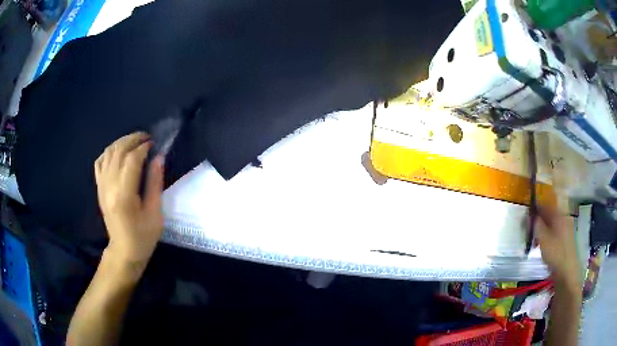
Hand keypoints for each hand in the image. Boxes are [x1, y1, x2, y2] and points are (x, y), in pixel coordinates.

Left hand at [94, 132, 164, 267]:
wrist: (123, 250)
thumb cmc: (143, 236)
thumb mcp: (154, 213)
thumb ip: (155, 183)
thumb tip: (158, 157)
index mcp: (124, 195)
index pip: (132, 160)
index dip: (144, 148)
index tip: (154, 144)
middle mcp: (109, 186)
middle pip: (118, 151)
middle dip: (133, 139)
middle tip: (146, 138)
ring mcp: (101, 186)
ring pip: (108, 153)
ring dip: (121, 142)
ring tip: (134, 142)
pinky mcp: (99, 187)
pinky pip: (99, 162)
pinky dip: (108, 152)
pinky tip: (118, 152)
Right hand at [533, 205, 581, 290]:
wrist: (567, 271)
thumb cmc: (555, 253)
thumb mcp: (543, 239)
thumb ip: (536, 225)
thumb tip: (529, 216)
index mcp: (559, 215)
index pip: (545, 205)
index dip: (535, 208)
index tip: (526, 215)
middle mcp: (564, 218)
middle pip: (549, 215)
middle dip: (538, 221)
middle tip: (529, 230)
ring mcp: (566, 229)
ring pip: (551, 225)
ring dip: (542, 230)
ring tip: (535, 241)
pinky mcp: (565, 240)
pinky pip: (554, 233)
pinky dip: (547, 237)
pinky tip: (542, 246)